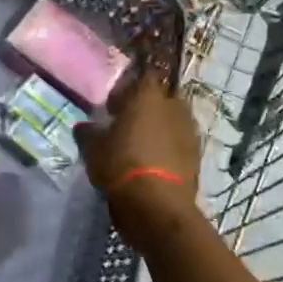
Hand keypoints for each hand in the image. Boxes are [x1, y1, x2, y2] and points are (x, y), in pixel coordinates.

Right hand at [74, 72, 201, 247]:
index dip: (128, 90)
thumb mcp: (93, 148)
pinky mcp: (197, 155)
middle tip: (127, 125)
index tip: (114, 106)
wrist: (157, 205)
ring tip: (141, 148)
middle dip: (146, 108)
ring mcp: (189, 131)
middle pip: (160, 99)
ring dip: (160, 129)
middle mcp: (174, 106)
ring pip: (172, 121)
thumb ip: (88, 132)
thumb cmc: (120, 165)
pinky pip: (179, 144)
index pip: (142, 77)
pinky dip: (169, 149)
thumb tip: (85, 126)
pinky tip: (154, 164)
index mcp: (148, 96)